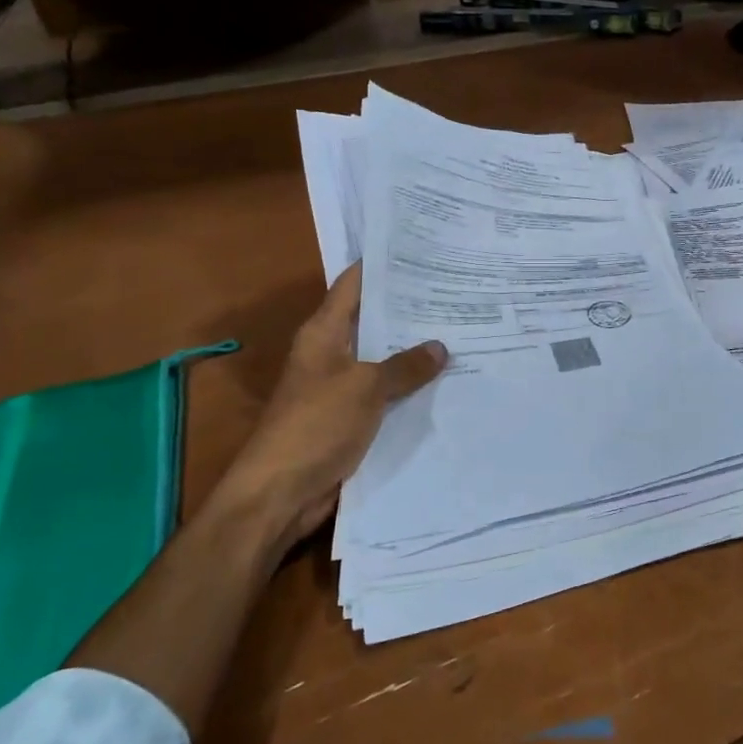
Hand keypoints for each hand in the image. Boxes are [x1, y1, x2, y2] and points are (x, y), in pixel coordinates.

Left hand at [213, 263, 446, 549]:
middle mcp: (330, 353)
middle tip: (455, 290)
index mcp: (323, 333)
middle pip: (372, 321)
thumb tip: (440, 346)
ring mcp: (340, 387)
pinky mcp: (350, 418)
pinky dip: (409, 387)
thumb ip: (404, 366)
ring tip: (461, 330)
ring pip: (382, 359)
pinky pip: (385, 393)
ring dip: (413, 351)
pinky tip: (445, 381)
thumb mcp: (365, 388)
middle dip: (409, 308)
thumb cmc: (316, 425)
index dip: (381, 265)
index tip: (420, 250)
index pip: (353, 285)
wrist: (281, 493)